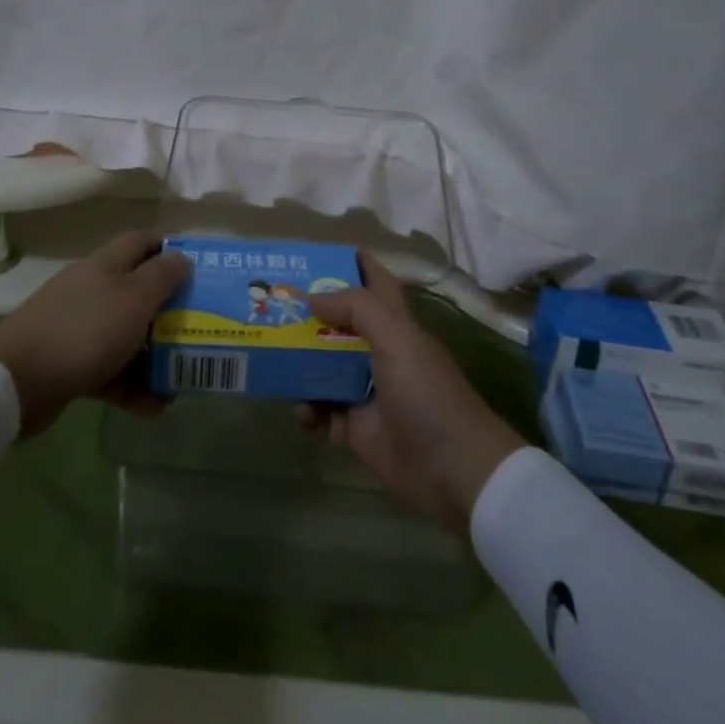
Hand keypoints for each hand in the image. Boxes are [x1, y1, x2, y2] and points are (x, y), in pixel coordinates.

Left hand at [0, 230, 188, 435]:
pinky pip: (108, 369)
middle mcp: (91, 289)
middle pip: (136, 290)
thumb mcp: (134, 299)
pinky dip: (130, 385)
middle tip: (199, 326)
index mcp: (105, 265)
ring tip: (181, 376)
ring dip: (153, 354)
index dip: (170, 247)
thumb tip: (181, 256)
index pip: (142, 241)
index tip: (199, 266)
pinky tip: (154, 407)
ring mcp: (77, 326)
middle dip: (168, 309)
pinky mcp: (68, 362)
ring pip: (124, 333)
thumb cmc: (85, 330)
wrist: (17, 380)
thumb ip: (162, 276)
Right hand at [300, 253, 526, 535]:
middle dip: (308, 315)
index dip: (353, 263)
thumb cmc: (426, 393)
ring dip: (300, 366)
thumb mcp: (396, 338)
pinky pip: (321, 412)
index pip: (375, 282)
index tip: (317, 252)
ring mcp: (365, 391)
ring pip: (322, 368)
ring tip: (275, 363)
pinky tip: (303, 413)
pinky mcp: (356, 428)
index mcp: (395, 325)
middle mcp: (378, 352)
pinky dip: (308, 411)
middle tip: (271, 306)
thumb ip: (356, 308)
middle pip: (338, 324)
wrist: (453, 471)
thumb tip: (313, 297)